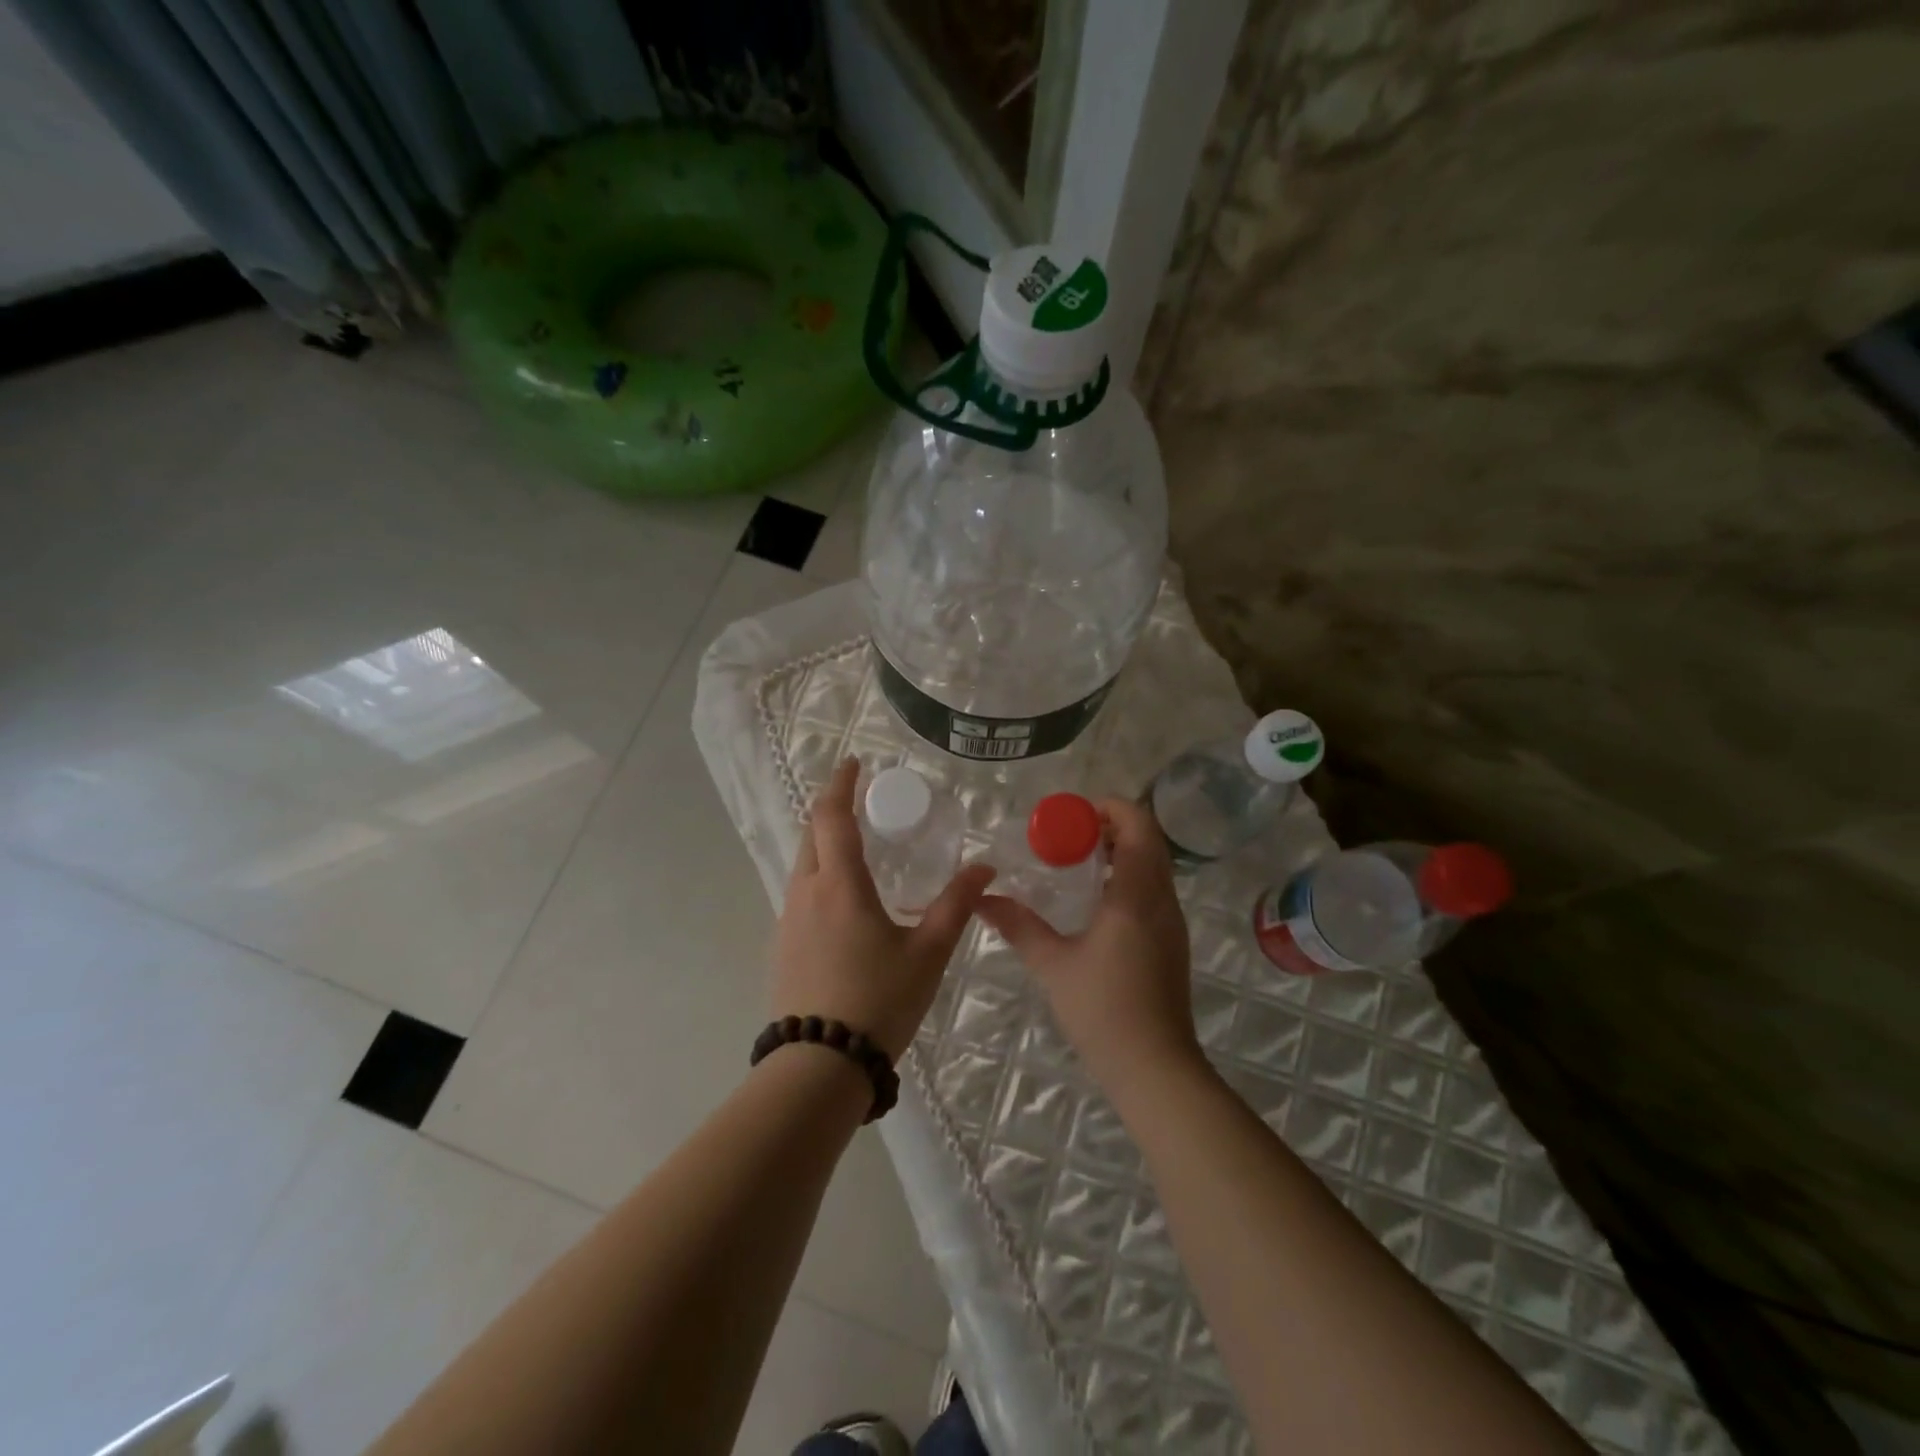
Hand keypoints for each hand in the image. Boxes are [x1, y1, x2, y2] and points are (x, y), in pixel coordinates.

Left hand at [774, 758, 995, 1059]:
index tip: (854, 764)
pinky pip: (800, 895)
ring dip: (824, 845)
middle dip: (832, 810)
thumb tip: (986, 867)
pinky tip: (845, 903)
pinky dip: (819, 878)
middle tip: (864, 804)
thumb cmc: (878, 1001)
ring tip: (859, 850)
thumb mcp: (928, 954)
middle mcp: (805, 893)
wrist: (819, 1067)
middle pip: (810, 834)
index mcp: (839, 885)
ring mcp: (787, 921)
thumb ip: (956, 906)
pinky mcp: (782, 947)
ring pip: (802, 865)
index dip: (841, 784)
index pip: (831, 816)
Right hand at [977, 797, 1199, 1088]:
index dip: (1110, 808)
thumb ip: (1018, 925)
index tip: (1073, 815)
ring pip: (1154, 865)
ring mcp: (1172, 921)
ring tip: (1078, 861)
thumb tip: (982, 899)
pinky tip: (1097, 899)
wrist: (1155, 1067)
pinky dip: (1130, 876)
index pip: (1138, 825)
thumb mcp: (1053, 964)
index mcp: (1137, 894)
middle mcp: (1162, 899)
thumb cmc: (1103, 1010)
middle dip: (1112, 827)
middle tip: (1070, 834)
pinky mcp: (1172, 941)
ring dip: (1122, 851)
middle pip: (1148, 840)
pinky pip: (1154, 889)